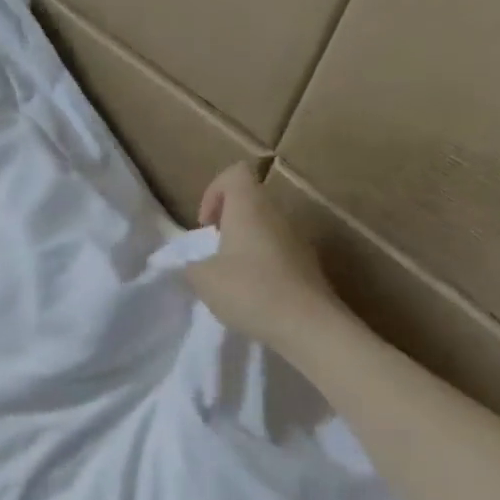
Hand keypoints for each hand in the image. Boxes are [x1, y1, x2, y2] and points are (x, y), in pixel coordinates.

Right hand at [184, 162, 349, 352]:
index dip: (213, 192)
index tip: (205, 226)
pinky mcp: (307, 264)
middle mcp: (277, 216)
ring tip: (230, 277)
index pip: (235, 173)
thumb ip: (191, 264)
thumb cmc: (249, 291)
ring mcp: (297, 240)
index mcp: (250, 209)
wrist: (309, 326)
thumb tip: (194, 262)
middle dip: (226, 223)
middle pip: (249, 201)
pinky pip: (277, 251)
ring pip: (264, 228)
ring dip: (242, 245)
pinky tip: (252, 294)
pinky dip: (260, 264)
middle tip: (212, 253)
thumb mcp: (202, 279)